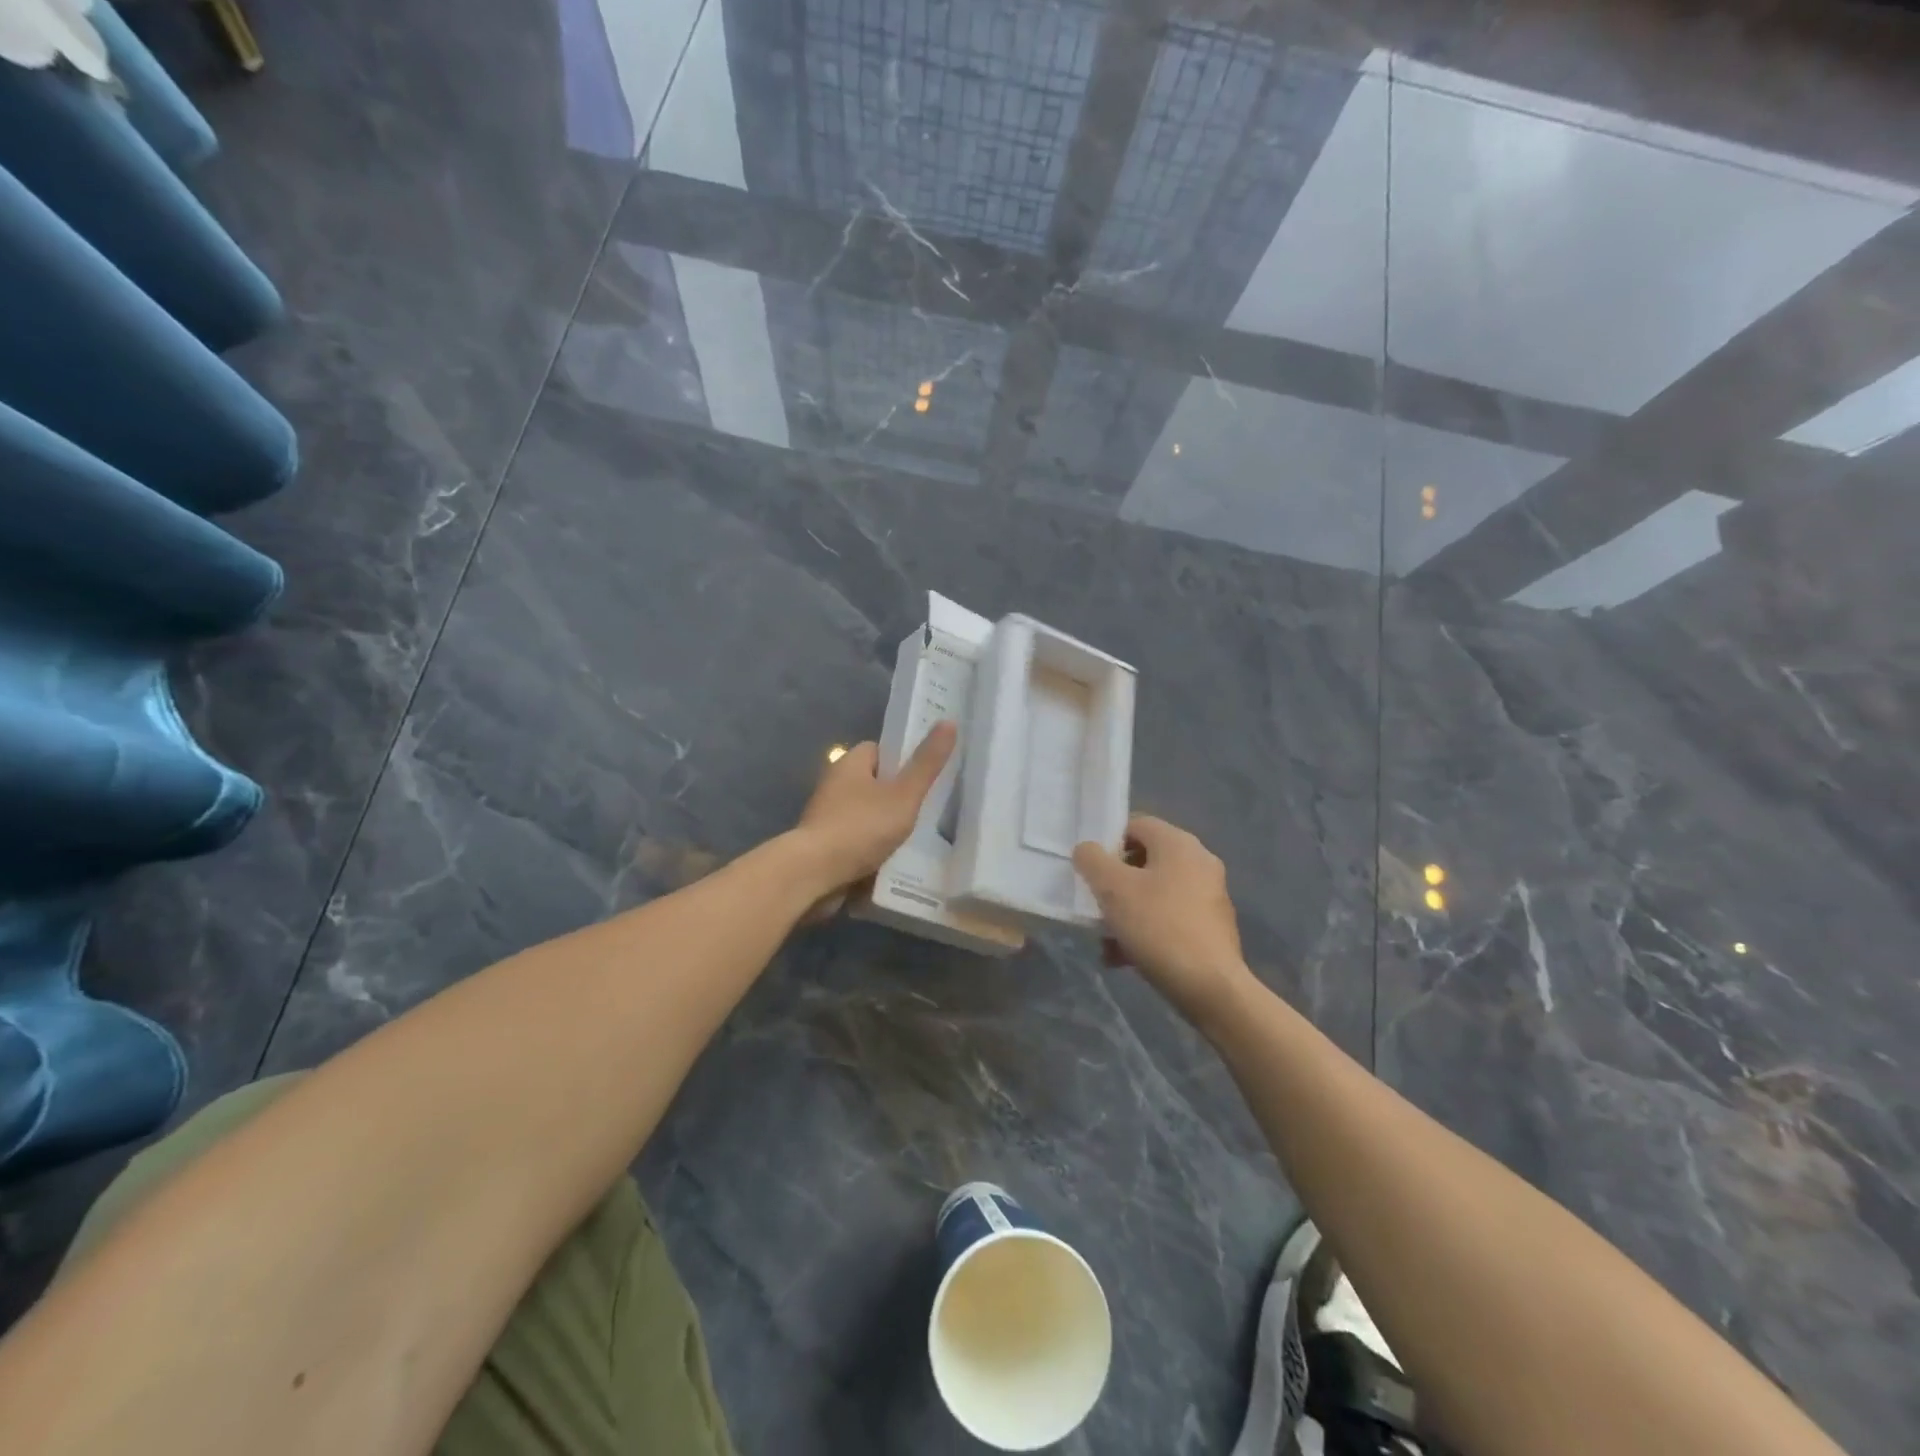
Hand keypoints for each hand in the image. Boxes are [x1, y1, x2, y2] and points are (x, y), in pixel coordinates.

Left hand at [793, 722, 956, 896]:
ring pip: (866, 813)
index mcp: (849, 763)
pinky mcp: (825, 844)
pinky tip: (893, 859)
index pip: (879, 749)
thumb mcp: (903, 795)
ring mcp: (827, 816)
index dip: (902, 759)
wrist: (814, 874)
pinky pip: (856, 839)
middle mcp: (834, 784)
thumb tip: (949, 722)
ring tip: (915, 836)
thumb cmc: (861, 827)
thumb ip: (926, 764)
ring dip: (885, 824)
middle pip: (873, 782)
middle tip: (927, 808)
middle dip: (896, 795)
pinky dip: (872, 846)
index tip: (924, 774)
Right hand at [1073, 815, 1252, 1029]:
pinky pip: (1170, 918)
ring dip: (1126, 911)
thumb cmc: (1158, 927)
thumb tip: (1087, 850)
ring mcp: (1209, 895)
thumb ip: (1092, 860)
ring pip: (1155, 893)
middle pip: (1144, 860)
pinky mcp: (1212, 927)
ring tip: (1106, 940)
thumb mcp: (1112, 889)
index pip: (1135, 824)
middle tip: (1096, 905)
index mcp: (1179, 843)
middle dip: (1114, 884)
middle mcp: (1199, 861)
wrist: (1211, 987)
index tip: (1090, 871)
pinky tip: (1125, 958)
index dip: (1107, 842)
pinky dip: (1147, 930)